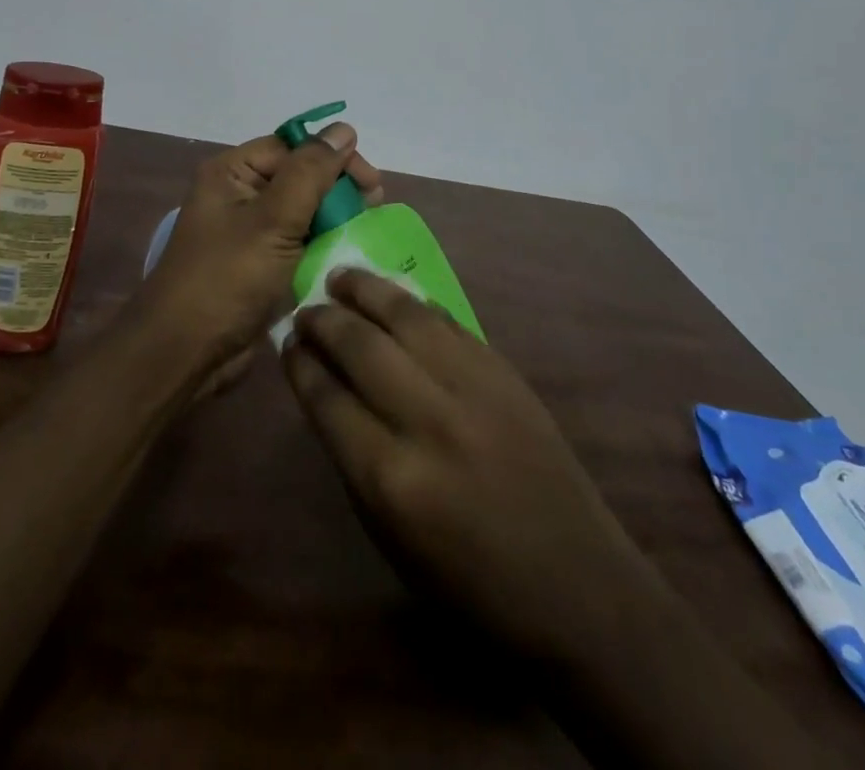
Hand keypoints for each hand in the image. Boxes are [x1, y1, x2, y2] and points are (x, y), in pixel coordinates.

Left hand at [140, 125, 383, 366]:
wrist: (186, 354)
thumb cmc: (227, 278)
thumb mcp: (272, 219)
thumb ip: (311, 172)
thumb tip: (344, 128)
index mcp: (232, 173)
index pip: (293, 147)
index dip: (333, 157)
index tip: (371, 182)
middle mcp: (240, 196)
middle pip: (300, 177)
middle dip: (338, 189)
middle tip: (374, 206)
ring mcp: (250, 233)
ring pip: (304, 212)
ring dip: (335, 218)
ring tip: (366, 230)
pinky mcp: (261, 266)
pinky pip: (299, 244)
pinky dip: (324, 246)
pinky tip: (349, 254)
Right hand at [284, 271, 638, 663]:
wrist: (578, 586)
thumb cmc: (471, 582)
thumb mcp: (391, 537)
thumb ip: (352, 457)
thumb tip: (324, 389)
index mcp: (391, 478)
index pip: (327, 398)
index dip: (300, 364)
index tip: (287, 344)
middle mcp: (429, 421)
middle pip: (360, 346)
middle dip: (323, 321)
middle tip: (305, 310)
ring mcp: (474, 388)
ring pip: (405, 317)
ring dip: (366, 290)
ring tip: (341, 277)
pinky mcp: (506, 373)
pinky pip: (448, 323)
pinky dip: (414, 305)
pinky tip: (396, 299)